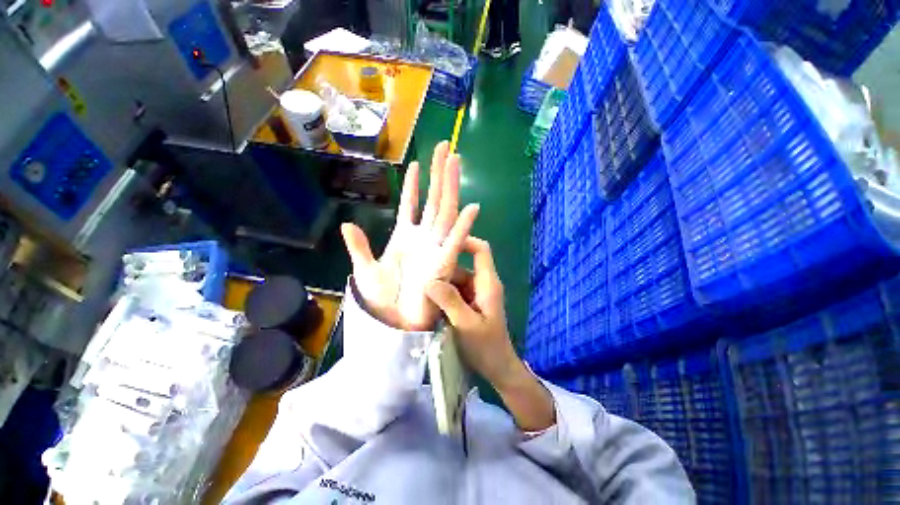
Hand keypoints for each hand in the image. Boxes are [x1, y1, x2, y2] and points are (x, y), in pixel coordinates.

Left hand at [341, 141, 479, 330]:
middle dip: (438, 174)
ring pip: (445, 212)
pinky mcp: (443, 264)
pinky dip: (463, 226)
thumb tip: (348, 224)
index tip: (416, 163)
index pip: (411, 204)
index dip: (413, 184)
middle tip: (443, 148)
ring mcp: (435, 248)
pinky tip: (472, 207)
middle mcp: (423, 238)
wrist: (395, 325)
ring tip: (455, 162)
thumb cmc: (383, 301)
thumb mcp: (365, 271)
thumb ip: (360, 246)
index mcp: (405, 237)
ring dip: (450, 188)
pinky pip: (455, 241)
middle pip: (433, 200)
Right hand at [424, 237, 555, 430]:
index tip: (441, 244)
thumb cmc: (487, 347)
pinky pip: (452, 292)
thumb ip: (450, 301)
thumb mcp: (466, 324)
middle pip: (460, 266)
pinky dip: (441, 296)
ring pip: (454, 280)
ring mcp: (474, 294)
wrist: (497, 369)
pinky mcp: (468, 304)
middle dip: (442, 270)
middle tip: (419, 275)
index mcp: (487, 283)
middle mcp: (481, 284)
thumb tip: (429, 281)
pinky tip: (427, 303)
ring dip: (439, 286)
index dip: (464, 241)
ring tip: (418, 291)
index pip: (480, 250)